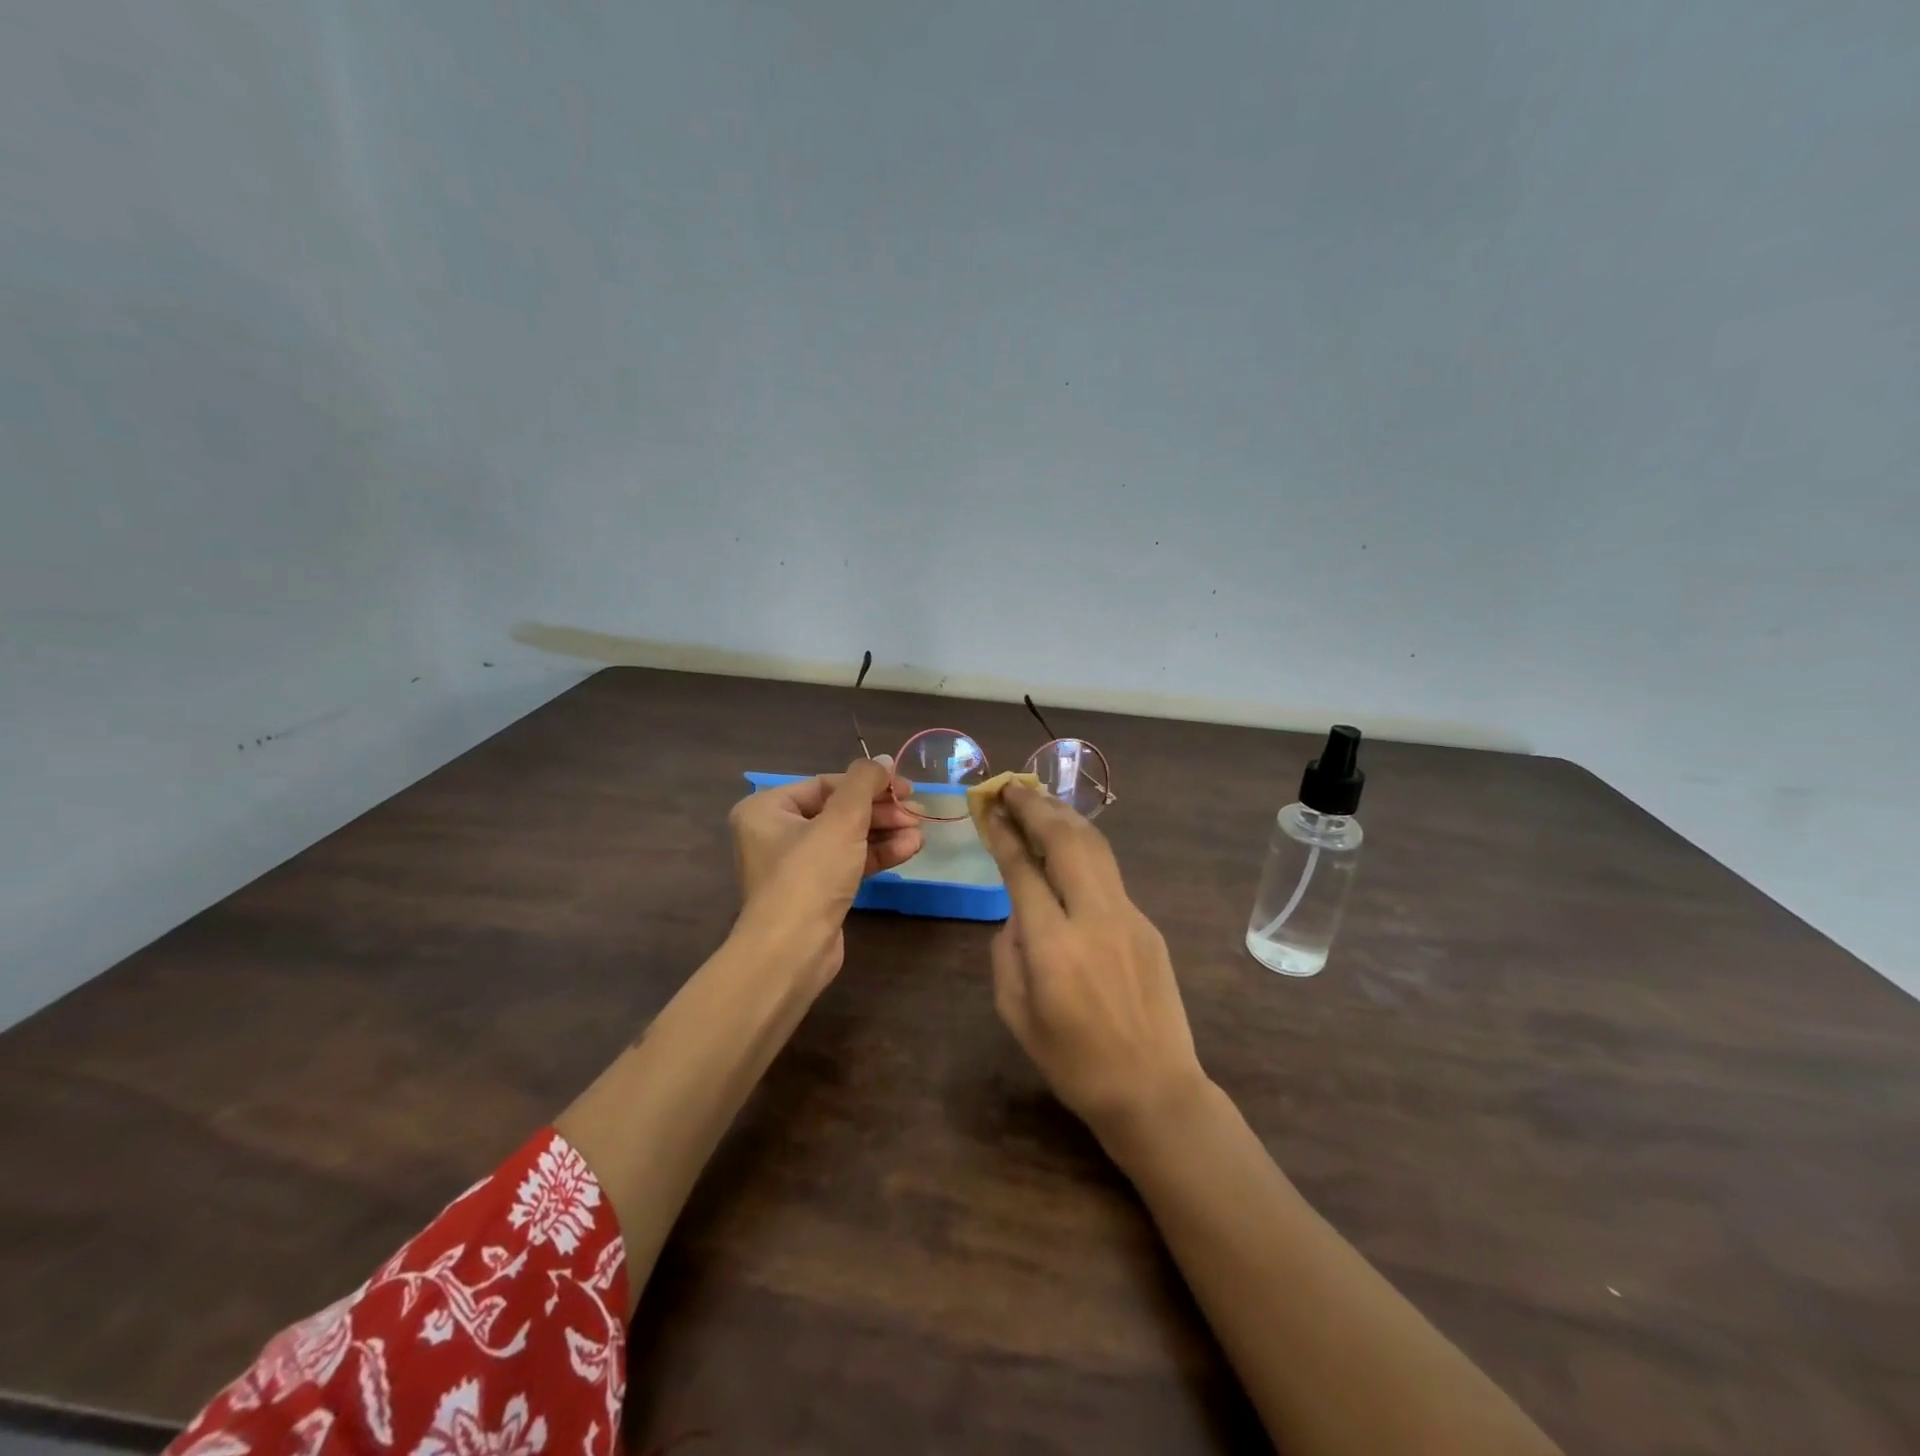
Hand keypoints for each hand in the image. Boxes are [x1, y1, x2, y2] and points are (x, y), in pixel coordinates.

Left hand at [727, 756, 921, 988]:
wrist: (791, 951)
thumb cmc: (809, 875)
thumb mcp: (841, 820)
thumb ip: (865, 783)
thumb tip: (884, 760)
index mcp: (767, 809)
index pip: (827, 784)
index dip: (869, 783)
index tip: (905, 787)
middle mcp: (776, 833)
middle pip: (839, 810)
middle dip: (881, 811)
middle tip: (918, 812)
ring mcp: (796, 864)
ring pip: (848, 837)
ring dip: (886, 832)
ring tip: (920, 832)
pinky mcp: (816, 891)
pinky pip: (849, 861)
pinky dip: (877, 854)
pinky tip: (910, 849)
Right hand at [980, 782, 1209, 1141]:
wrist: (1153, 1089)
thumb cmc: (1072, 1061)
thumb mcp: (1016, 1012)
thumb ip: (1009, 949)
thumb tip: (1019, 909)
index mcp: (1054, 945)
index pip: (1023, 869)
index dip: (1004, 833)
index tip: (990, 808)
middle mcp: (1094, 918)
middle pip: (1065, 841)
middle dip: (1036, 806)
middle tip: (1012, 787)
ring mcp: (1129, 917)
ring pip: (1095, 847)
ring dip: (1064, 817)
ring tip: (1039, 799)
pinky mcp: (1148, 924)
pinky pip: (1109, 876)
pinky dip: (1084, 849)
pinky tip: (1069, 847)